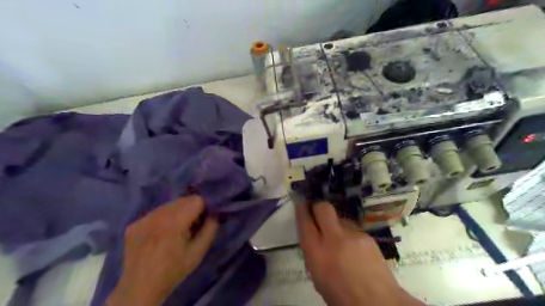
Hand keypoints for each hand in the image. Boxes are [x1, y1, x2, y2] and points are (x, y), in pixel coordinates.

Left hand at [108, 196, 218, 305]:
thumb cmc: (174, 270)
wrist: (141, 289)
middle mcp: (158, 215)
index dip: (203, 209)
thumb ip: (210, 229)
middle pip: (183, 200)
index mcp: (175, 221)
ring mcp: (143, 219)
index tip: (201, 223)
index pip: (197, 200)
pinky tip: (160, 235)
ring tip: (174, 232)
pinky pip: (155, 213)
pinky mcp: (134, 224)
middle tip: (189, 227)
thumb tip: (214, 213)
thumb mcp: (199, 252)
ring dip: (176, 213)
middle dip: (190, 209)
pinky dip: (162, 219)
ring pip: (169, 205)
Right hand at [296, 202, 422, 305]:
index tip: (301, 204)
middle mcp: (334, 238)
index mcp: (317, 252)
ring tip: (341, 240)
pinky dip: (349, 235)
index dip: (302, 210)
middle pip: (323, 208)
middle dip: (318, 206)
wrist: (377, 302)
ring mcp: (353, 235)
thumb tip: (313, 237)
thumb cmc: (341, 295)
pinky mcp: (367, 236)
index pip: (305, 222)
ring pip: (339, 218)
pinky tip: (354, 249)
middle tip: (317, 212)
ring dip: (335, 225)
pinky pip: (352, 228)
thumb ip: (313, 253)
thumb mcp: (318, 277)